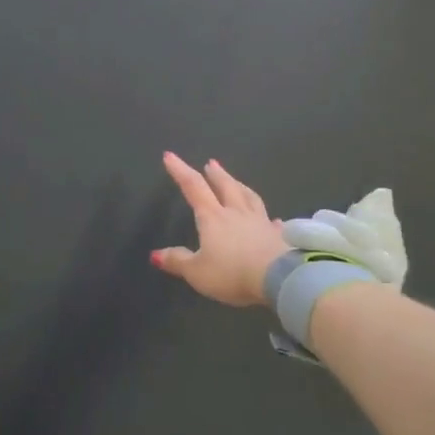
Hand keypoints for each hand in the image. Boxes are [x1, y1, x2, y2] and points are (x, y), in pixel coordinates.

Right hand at [152, 152, 290, 307]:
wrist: (278, 279)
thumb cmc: (232, 273)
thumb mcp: (197, 272)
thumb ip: (178, 261)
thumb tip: (156, 254)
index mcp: (213, 218)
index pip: (193, 187)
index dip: (180, 171)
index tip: (170, 155)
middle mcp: (236, 213)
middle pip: (225, 186)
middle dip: (216, 174)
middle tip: (211, 163)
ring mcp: (260, 222)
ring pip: (249, 198)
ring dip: (240, 186)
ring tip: (236, 181)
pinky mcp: (278, 236)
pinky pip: (272, 222)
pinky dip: (269, 218)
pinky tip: (273, 219)